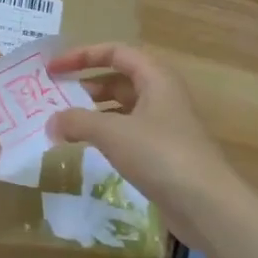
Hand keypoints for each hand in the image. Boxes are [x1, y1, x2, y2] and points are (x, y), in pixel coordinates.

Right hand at [45, 43, 240, 241]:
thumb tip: (51, 122)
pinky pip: (127, 133)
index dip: (82, 55)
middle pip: (118, 79)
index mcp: (156, 78)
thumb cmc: (160, 155)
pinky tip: (87, 147)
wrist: (206, 205)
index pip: (116, 52)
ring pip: (122, 108)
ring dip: (93, 112)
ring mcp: (164, 125)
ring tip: (63, 123)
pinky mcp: (163, 153)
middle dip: (85, 84)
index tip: (53, 68)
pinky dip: (105, 134)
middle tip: (53, 97)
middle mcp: (162, 95)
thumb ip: (77, 121)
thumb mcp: (112, 132)